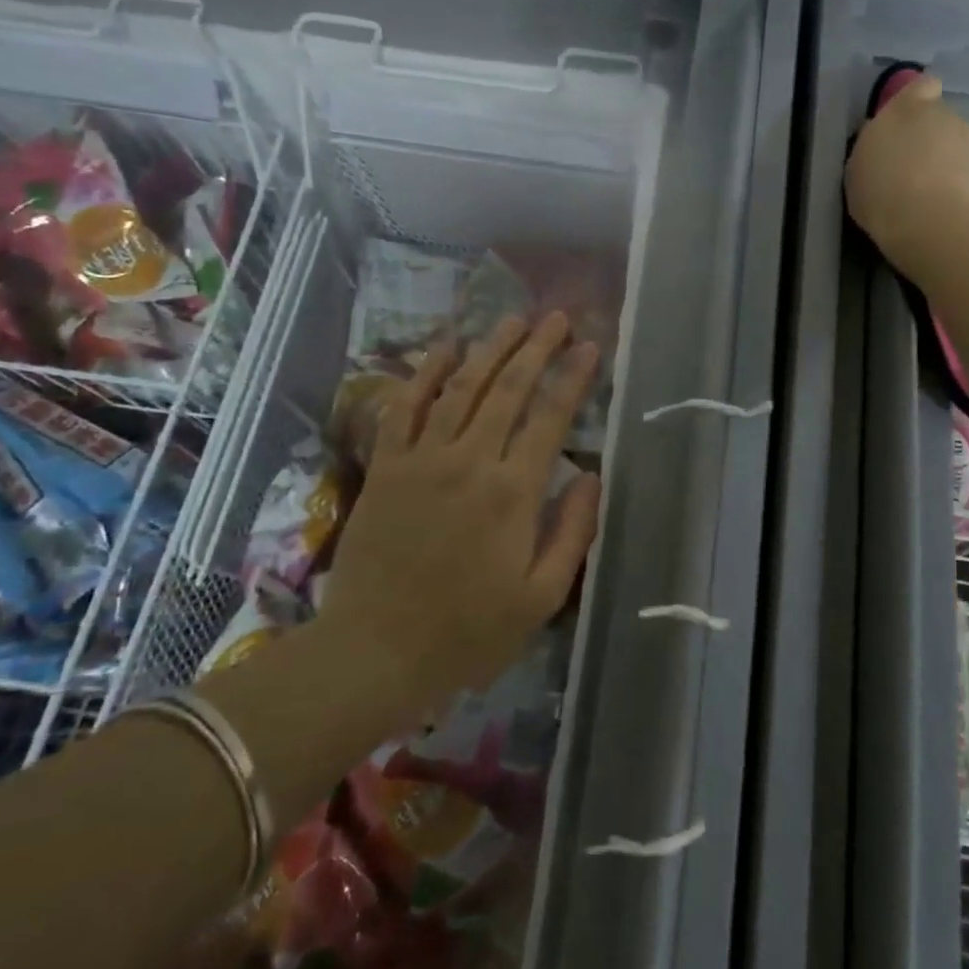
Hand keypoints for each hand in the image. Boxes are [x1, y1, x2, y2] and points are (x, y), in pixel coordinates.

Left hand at [318, 313, 602, 709]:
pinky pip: (405, 408)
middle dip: (536, 347)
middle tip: (556, 317)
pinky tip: (443, 348)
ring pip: (461, 387)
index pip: (550, 417)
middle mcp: (470, 461)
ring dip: (490, 348)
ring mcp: (423, 459)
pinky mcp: (387, 467)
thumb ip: (573, 531)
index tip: (590, 347)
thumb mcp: (541, 597)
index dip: (573, 377)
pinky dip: (424, 374)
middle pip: (508, 388)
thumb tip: (592, 475)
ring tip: (513, 319)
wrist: (376, 651)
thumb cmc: (468, 632)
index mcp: (513, 492)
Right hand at [844, 74, 968, 273]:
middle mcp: (945, 115)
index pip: (922, 86)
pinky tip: (947, 207)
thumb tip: (882, 138)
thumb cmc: (881, 194)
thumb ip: (873, 145)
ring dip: (949, 160)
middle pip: (940, 118)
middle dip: (931, 137)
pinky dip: (963, 183)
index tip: (905, 125)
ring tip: (932, 193)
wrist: (930, 226)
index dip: (917, 101)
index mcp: (907, 108)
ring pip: (958, 144)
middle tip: (913, 168)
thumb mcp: (857, 169)